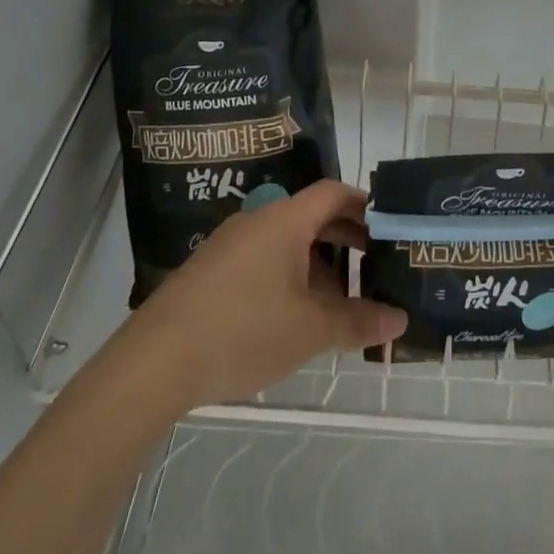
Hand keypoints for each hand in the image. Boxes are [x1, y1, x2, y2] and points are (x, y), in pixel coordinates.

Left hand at [122, 180, 406, 408]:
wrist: (155, 361)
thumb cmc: (243, 330)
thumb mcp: (309, 330)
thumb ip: (357, 321)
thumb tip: (399, 319)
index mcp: (284, 220)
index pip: (333, 193)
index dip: (365, 205)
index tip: (389, 228)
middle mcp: (257, 221)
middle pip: (311, 217)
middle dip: (346, 240)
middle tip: (374, 267)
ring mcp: (230, 246)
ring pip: (286, 242)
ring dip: (317, 264)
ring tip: (339, 302)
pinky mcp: (210, 272)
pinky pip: (262, 260)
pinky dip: (288, 277)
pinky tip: (294, 317)